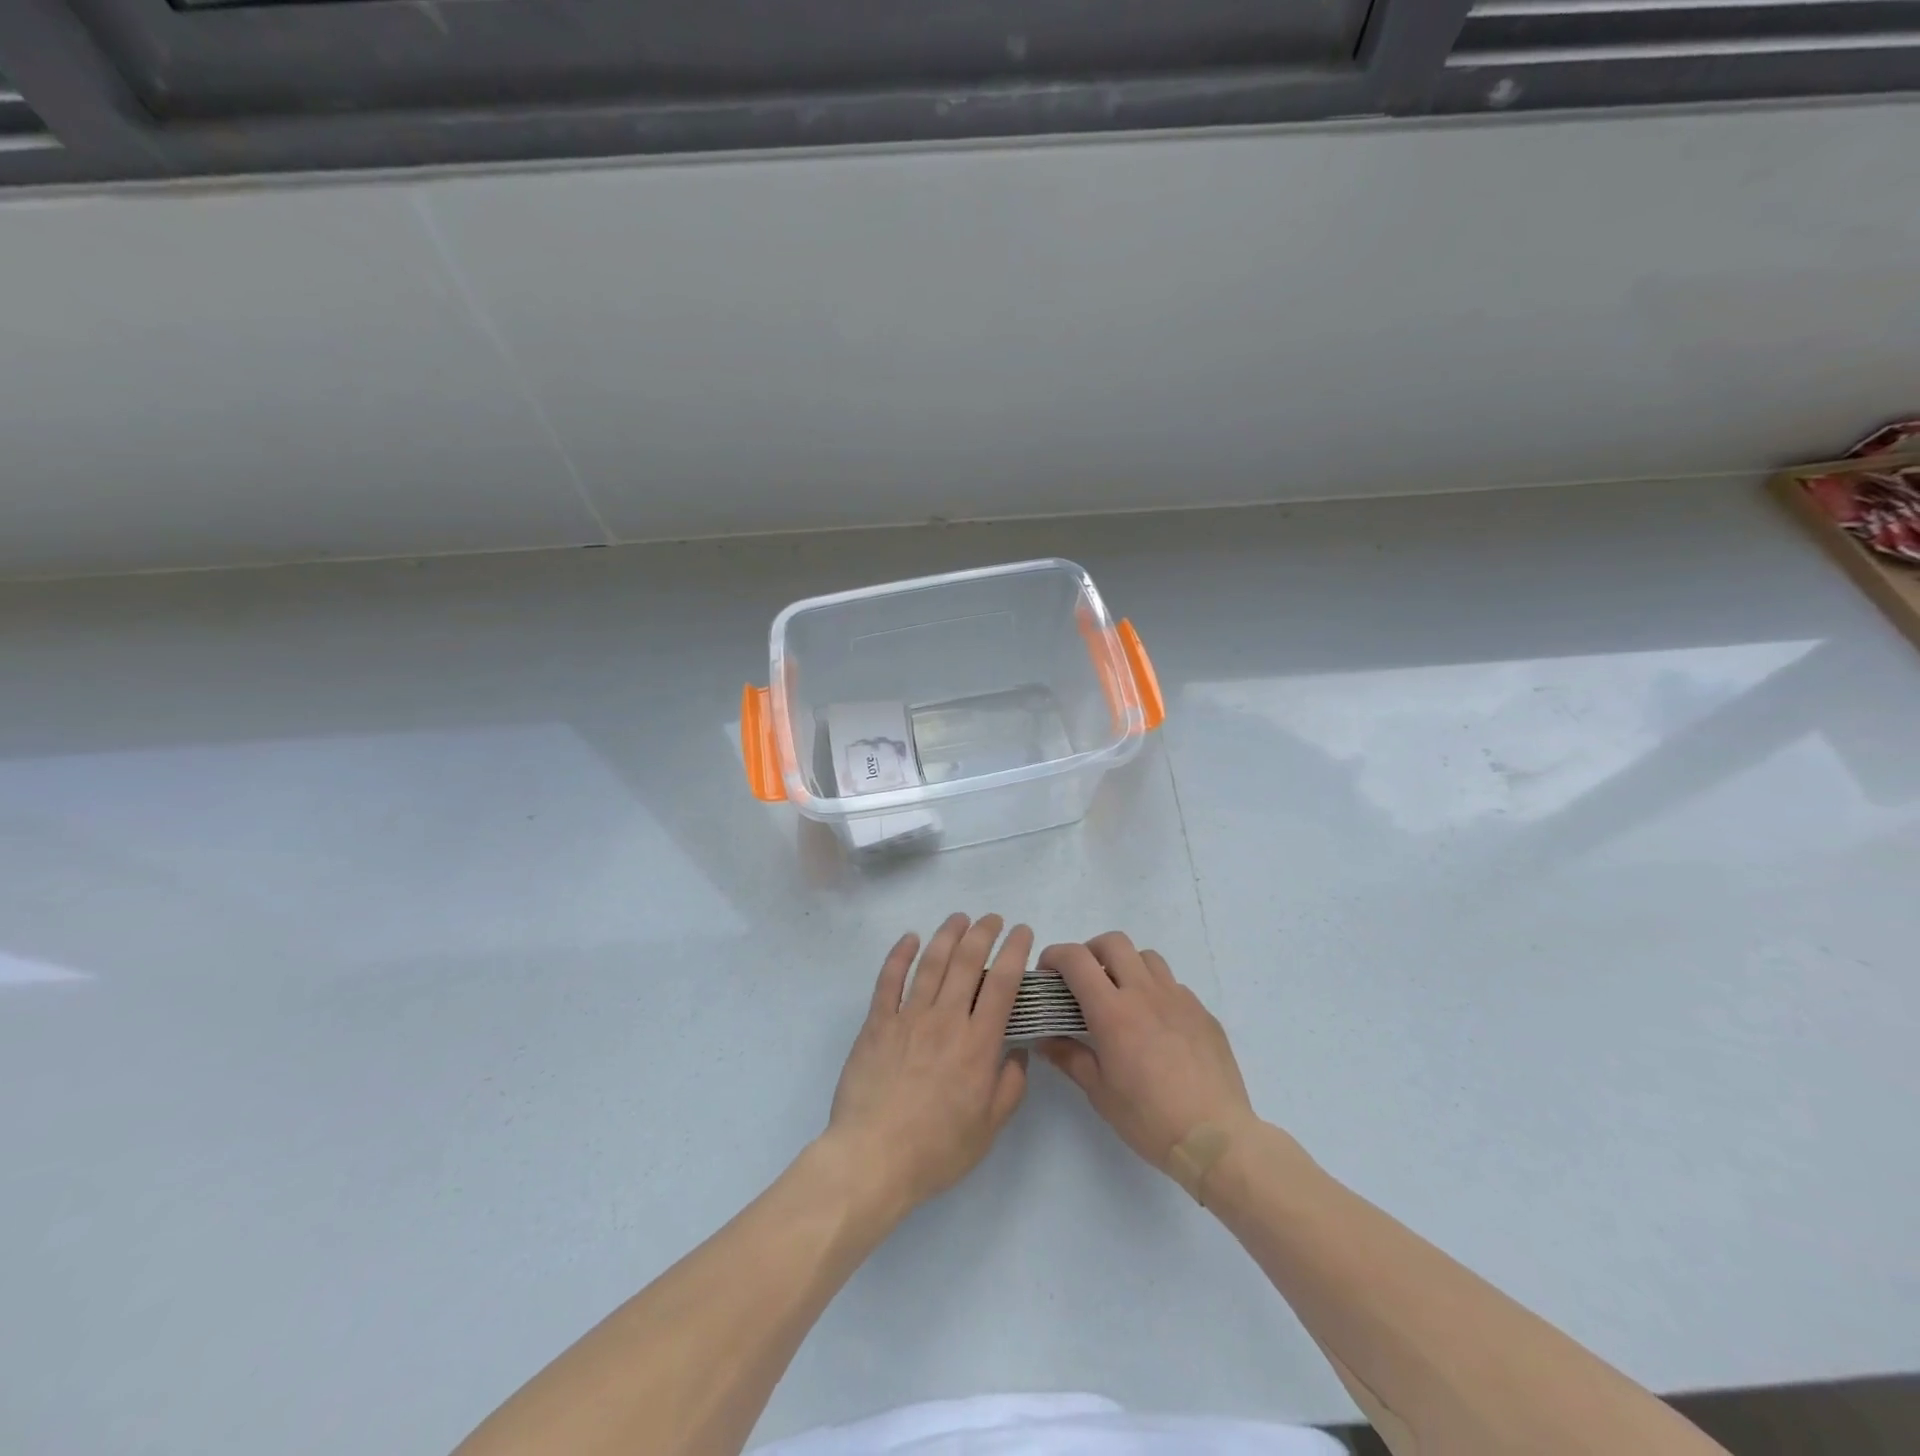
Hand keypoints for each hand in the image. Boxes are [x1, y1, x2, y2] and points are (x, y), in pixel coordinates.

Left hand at [824, 913, 1032, 1219]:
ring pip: (931, 962)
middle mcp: (946, 1020)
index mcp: (978, 1044)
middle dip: (984, 932)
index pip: (1003, 983)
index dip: (1014, 950)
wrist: (873, 1158)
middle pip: (967, 961)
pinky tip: (910, 938)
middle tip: (992, 918)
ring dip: (948, 934)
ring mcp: (909, 1017)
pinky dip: (900, 954)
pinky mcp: (877, 1023)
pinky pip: (889, 979)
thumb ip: (1011, 1086)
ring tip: (959, 918)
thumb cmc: (936, 1149)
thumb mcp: (989, 1127)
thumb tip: (1018, 1051)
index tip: (1022, 931)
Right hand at [1037, 932, 1255, 1170]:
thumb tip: (1043, 1039)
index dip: (1055, 956)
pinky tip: (1155, 1024)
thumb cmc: (1149, 1118)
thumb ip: (1069, 1056)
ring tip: (1121, 996)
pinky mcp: (1202, 1012)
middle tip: (1083, 980)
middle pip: (1113, 942)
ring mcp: (1178, 999)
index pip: (1076, 959)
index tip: (1047, 973)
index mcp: (1112, 1011)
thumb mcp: (1099, 1092)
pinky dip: (1155, 991)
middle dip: (1090, 951)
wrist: (1216, 1138)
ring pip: (1146, 957)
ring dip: (1126, 965)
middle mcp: (1145, 993)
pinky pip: (1173, 985)